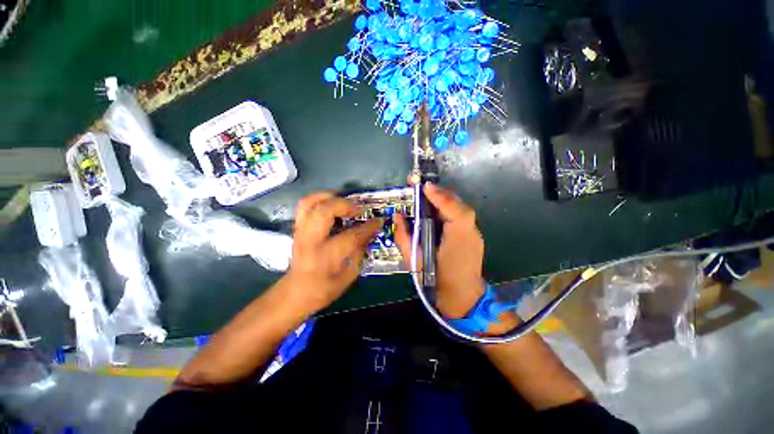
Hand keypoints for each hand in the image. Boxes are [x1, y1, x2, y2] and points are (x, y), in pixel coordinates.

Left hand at [284, 192, 382, 313]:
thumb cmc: (324, 289)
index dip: (368, 227)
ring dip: (329, 197)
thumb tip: (370, 233)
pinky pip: (305, 205)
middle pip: (324, 211)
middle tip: (359, 210)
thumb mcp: (348, 276)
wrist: (295, 292)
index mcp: (325, 257)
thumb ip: (359, 252)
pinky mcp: (298, 228)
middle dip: (345, 205)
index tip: (379, 220)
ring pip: (310, 203)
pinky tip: (332, 203)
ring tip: (345, 201)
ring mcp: (301, 231)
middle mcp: (311, 240)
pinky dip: (320, 199)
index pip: (351, 236)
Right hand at [394, 183, 485, 318]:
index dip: (437, 194)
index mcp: (456, 236)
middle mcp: (469, 229)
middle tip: (420, 188)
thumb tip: (397, 216)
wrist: (462, 298)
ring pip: (458, 207)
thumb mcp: (414, 259)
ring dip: (442, 199)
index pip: (451, 207)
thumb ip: (403, 236)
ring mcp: (474, 231)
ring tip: (425, 196)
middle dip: (438, 193)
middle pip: (456, 202)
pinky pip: (459, 215)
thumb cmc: (436, 279)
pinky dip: (447, 209)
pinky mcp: (473, 234)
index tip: (422, 185)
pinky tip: (435, 211)